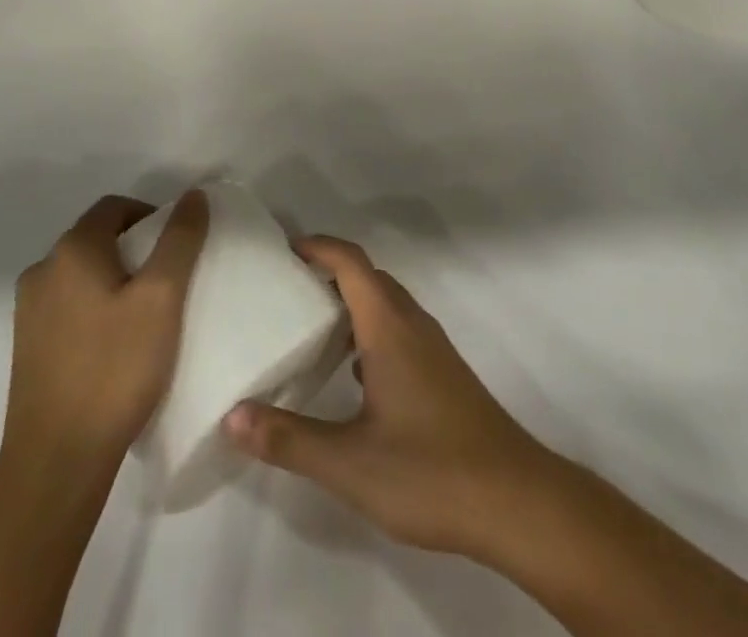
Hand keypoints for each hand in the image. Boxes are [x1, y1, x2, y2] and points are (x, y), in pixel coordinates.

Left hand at [4, 191, 208, 470]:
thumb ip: (180, 240)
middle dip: (135, 250)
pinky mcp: (26, 347)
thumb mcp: (162, 298)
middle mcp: (42, 270)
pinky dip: (94, 309)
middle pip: (97, 238)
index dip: (151, 217)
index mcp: (71, 250)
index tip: (177, 250)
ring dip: (114, 281)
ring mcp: (28, 311)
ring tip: (145, 317)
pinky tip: (115, 346)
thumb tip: (193, 194)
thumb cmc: (114, 369)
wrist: (56, 461)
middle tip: (168, 284)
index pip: (115, 207)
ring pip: (82, 275)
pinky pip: (68, 307)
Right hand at [221, 235, 558, 561]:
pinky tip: (354, 374)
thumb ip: (290, 439)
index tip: (285, 249)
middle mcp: (413, 324)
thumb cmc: (430, 470)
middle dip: (330, 272)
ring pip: (387, 304)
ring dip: (352, 302)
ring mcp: (433, 349)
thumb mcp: (350, 463)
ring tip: (312, 328)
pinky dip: (371, 331)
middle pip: (369, 277)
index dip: (319, 247)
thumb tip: (233, 416)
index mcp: (389, 327)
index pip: (351, 263)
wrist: (515, 500)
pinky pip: (400, 330)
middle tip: (288, 289)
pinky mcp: (444, 374)